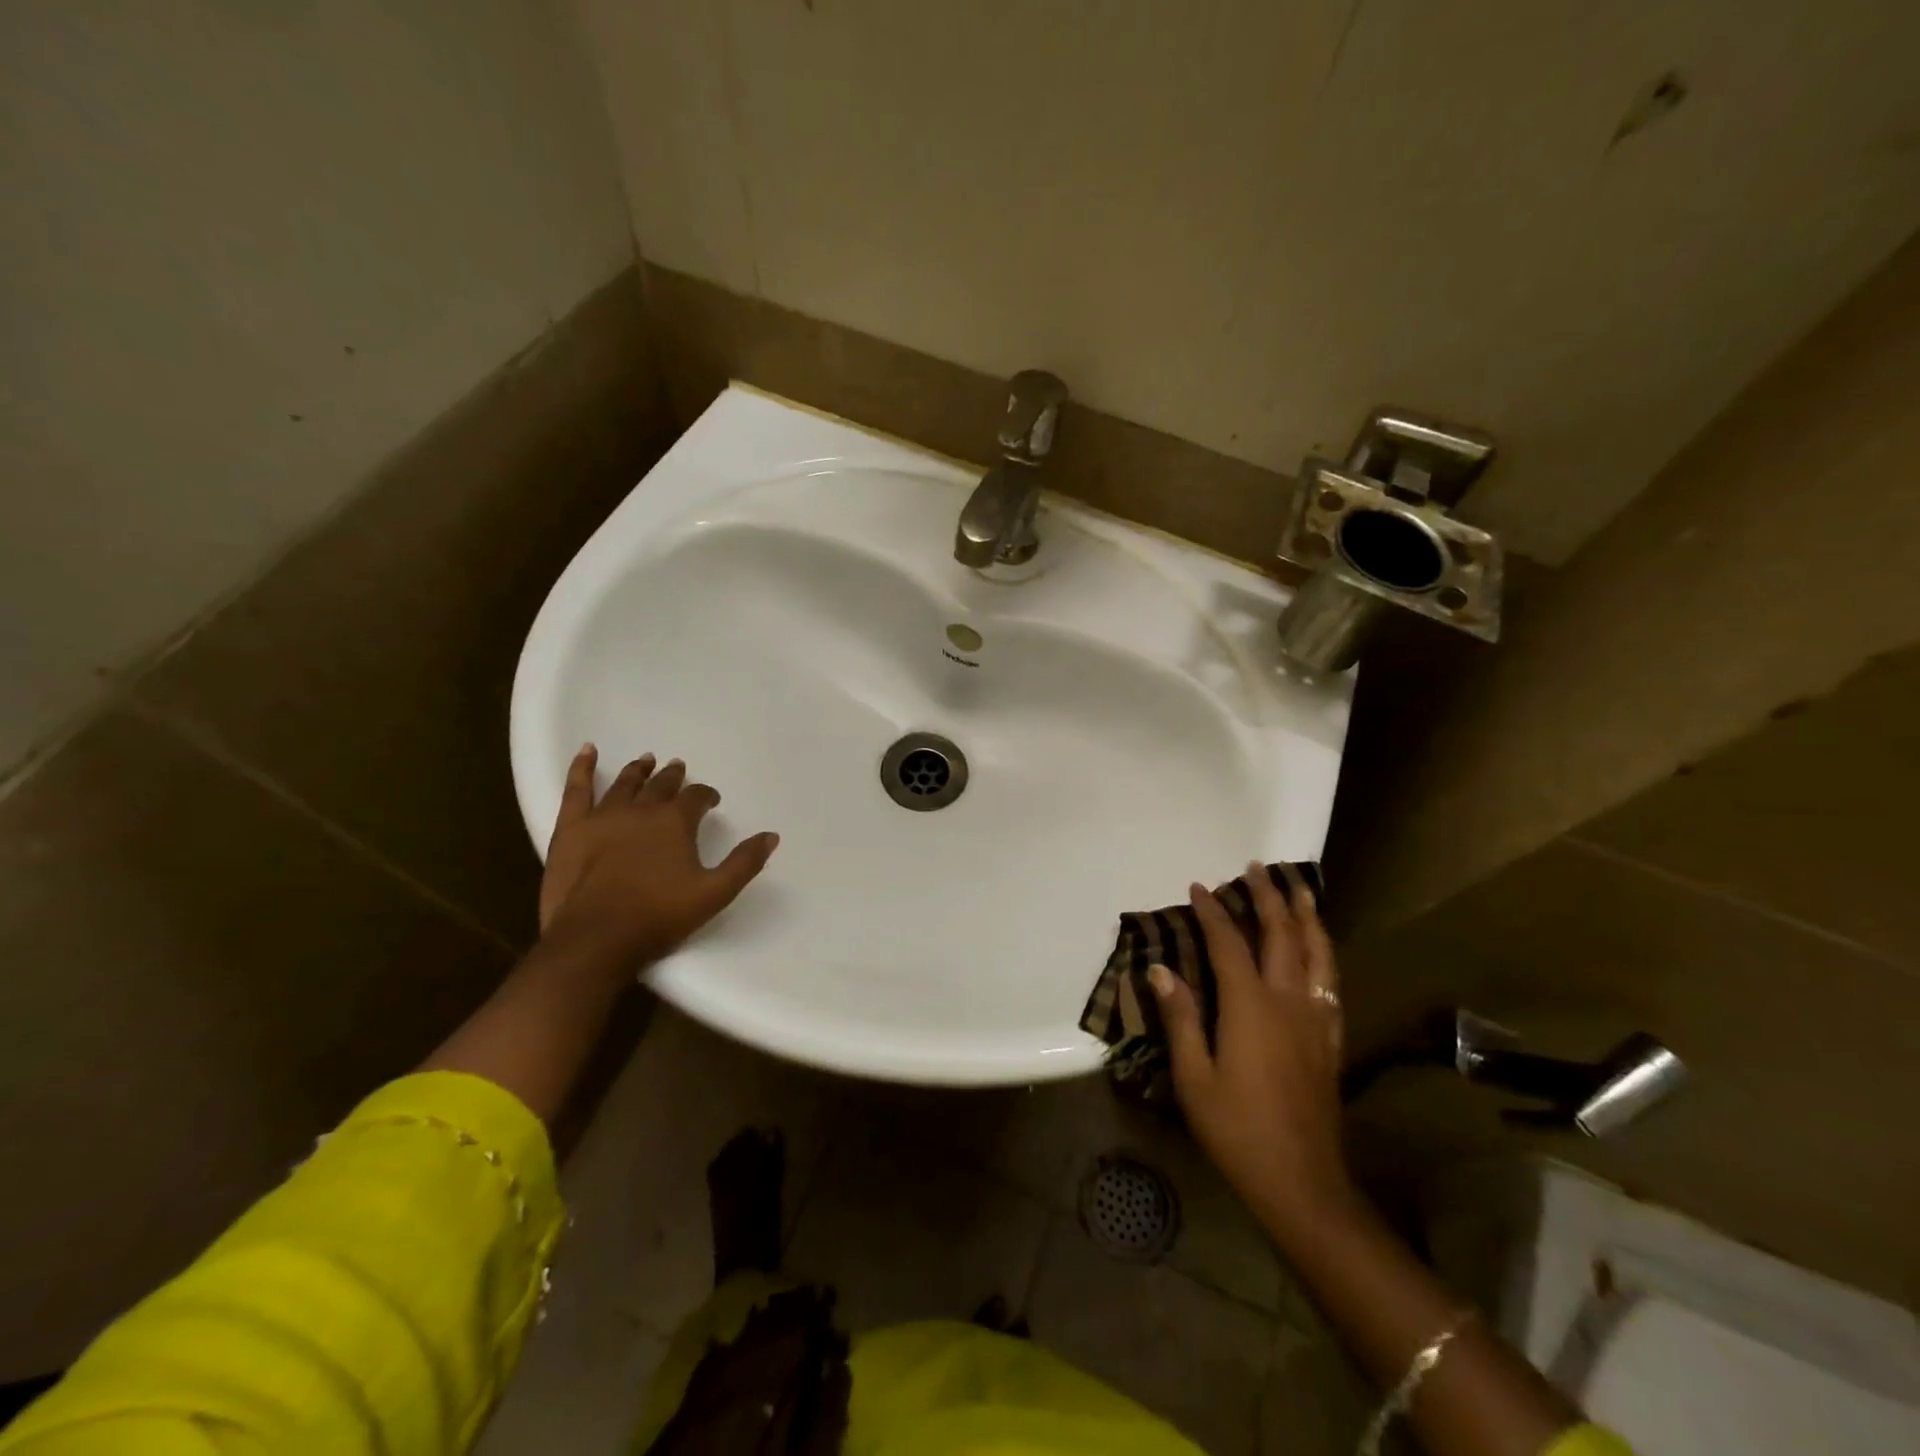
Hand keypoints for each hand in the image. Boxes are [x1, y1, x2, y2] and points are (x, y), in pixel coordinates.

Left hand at [539, 745, 778, 963]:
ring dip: (638, 770)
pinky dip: (581, 768)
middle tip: (678, 767)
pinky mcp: (571, 828)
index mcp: (676, 822)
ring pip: (625, 784)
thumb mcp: (715, 893)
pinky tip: (587, 751)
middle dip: (673, 777)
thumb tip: (771, 836)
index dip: (706, 796)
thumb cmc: (659, 916)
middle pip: (661, 785)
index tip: (712, 800)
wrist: (596, 938)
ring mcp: (603, 816)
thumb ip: (744, 862)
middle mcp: (642, 810)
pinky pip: (576, 789)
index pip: (697, 797)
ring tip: (646, 760)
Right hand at [1150, 863, 1353, 1232]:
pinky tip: (1320, 950)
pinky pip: (1332, 984)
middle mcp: (1288, 1002)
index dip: (1213, 911)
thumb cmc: (1237, 1129)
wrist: (1303, 1182)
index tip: (1199, 887)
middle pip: (1282, 935)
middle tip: (1258, 868)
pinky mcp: (1331, 1040)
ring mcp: (1315, 1020)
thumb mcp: (1193, 1078)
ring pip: (1318, 953)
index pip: (1229, 943)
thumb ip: (1180, 1018)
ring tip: (1300, 889)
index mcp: (1250, 1007)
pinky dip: (1325, 955)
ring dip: (1307, 916)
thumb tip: (1160, 970)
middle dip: (1269, 897)